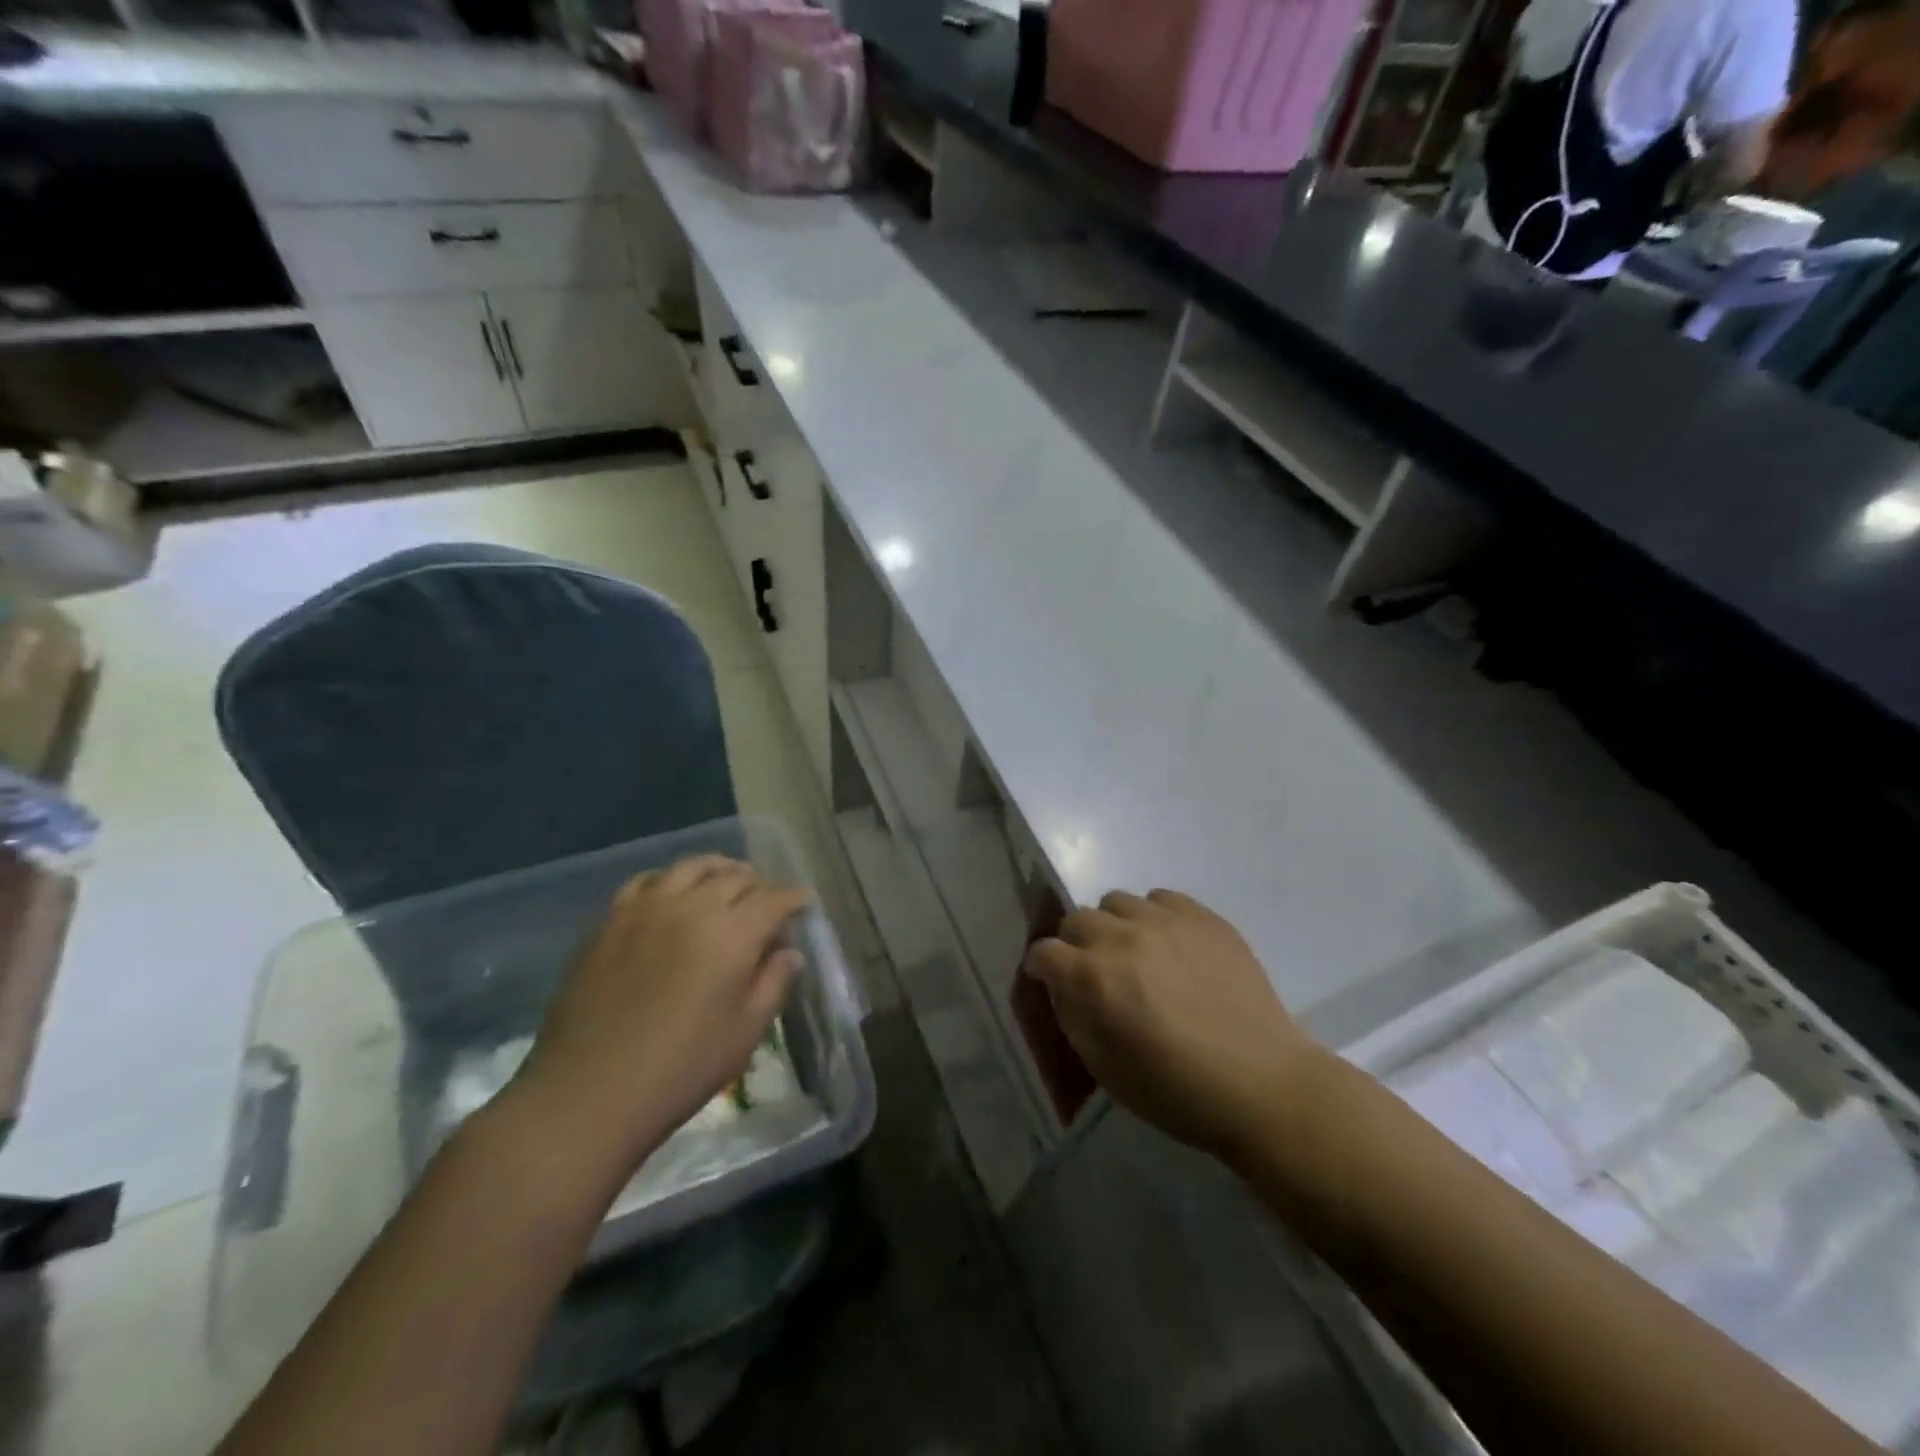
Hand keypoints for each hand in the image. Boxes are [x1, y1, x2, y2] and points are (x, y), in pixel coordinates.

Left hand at [512, 855, 810, 1176]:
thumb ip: (773, 983)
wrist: (588, 1093)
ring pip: (690, 868)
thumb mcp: (745, 1032)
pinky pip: (646, 881)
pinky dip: (669, 879)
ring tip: (725, 881)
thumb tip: (789, 952)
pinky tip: (671, 894)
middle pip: (735, 877)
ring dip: (717, 870)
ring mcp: (646, 909)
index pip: (774, 898)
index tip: (806, 903)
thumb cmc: (681, 1068)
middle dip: (759, 885)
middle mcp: (692, 906)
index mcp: (733, 932)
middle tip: (767, 904)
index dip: (795, 898)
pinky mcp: (610, 921)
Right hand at [1023, 890, 1320, 1161]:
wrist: (1263, 1085)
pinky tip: (1170, 946)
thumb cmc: (1177, 1091)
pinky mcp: (1204, 917)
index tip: (1050, 981)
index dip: (1042, 967)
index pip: (1044, 951)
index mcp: (1093, 977)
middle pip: (1075, 918)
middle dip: (1075, 944)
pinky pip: (1161, 898)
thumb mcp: (1105, 1069)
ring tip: (1135, 954)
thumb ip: (1073, 1018)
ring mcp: (1166, 921)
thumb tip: (1061, 986)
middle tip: (1095, 971)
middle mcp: (1122, 937)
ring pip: (1116, 901)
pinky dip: (1154, 917)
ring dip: (1114, 926)